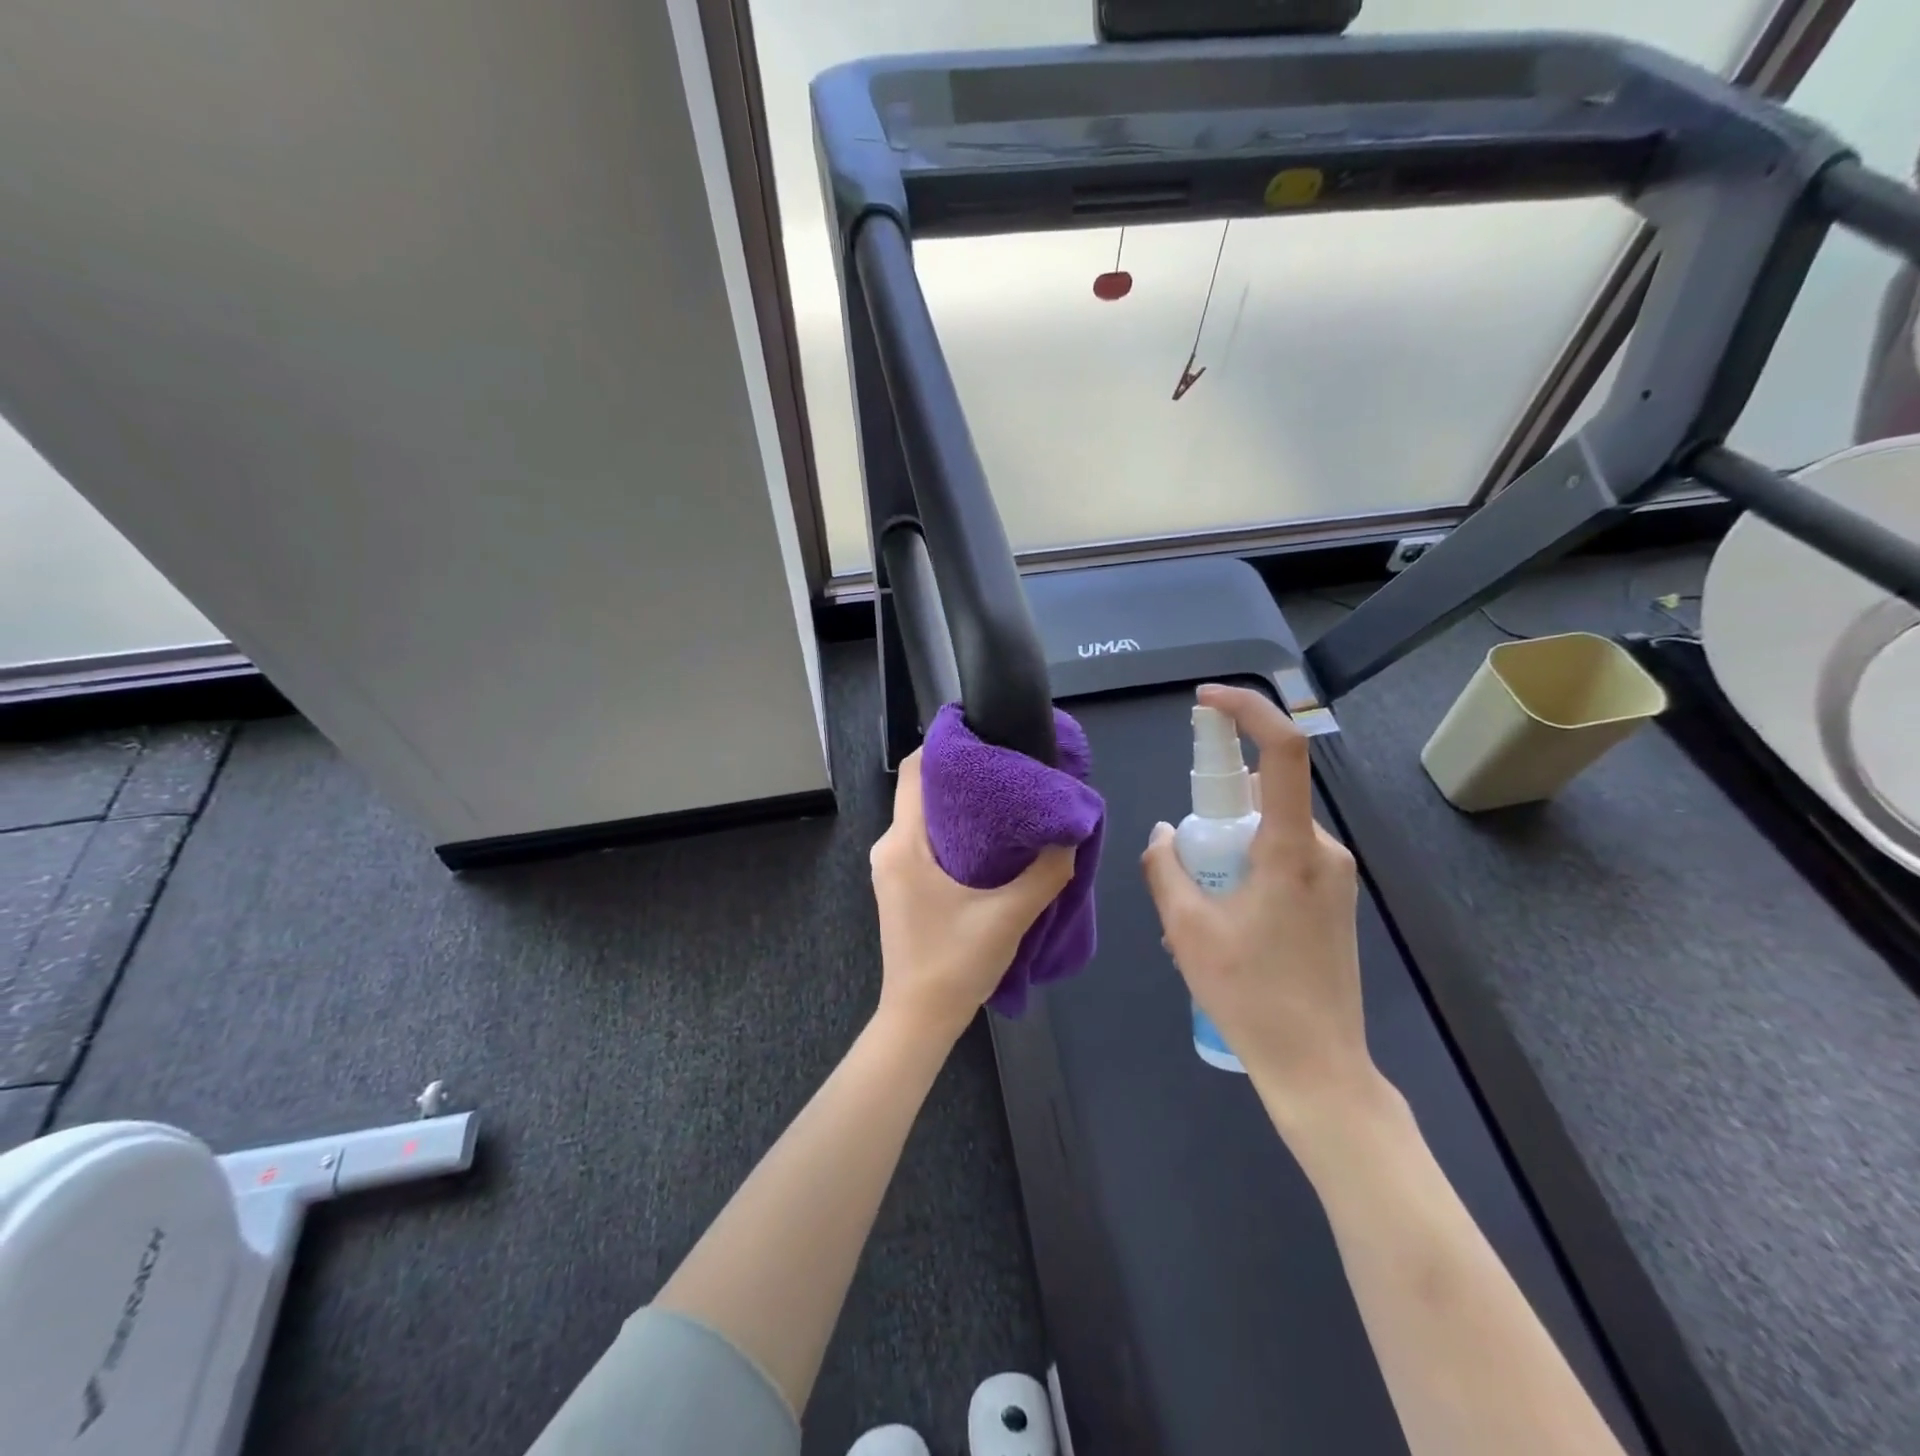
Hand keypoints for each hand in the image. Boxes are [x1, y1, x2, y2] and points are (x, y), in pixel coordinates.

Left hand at [871, 750, 1076, 1044]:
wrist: (919, 1020)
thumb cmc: (955, 963)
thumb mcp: (1009, 916)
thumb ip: (1046, 874)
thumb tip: (1072, 836)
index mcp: (903, 844)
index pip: (915, 772)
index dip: (945, 747)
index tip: (984, 736)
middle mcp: (889, 847)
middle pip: (922, 793)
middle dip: (962, 777)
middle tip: (1009, 770)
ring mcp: (891, 868)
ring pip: (923, 819)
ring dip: (960, 808)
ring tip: (1006, 803)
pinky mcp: (900, 886)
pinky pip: (923, 842)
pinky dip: (954, 833)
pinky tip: (989, 842)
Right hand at [1140, 684, 1381, 1129]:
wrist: (1319, 1068)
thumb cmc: (1250, 996)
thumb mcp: (1186, 929)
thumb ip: (1167, 867)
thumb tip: (1165, 832)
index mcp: (1292, 849)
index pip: (1282, 752)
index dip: (1247, 711)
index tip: (1205, 702)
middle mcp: (1324, 850)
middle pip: (1266, 794)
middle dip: (1217, 806)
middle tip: (1184, 856)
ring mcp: (1335, 876)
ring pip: (1272, 828)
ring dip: (1229, 843)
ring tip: (1199, 904)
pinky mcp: (1335, 898)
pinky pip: (1284, 856)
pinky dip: (1247, 864)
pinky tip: (1224, 918)